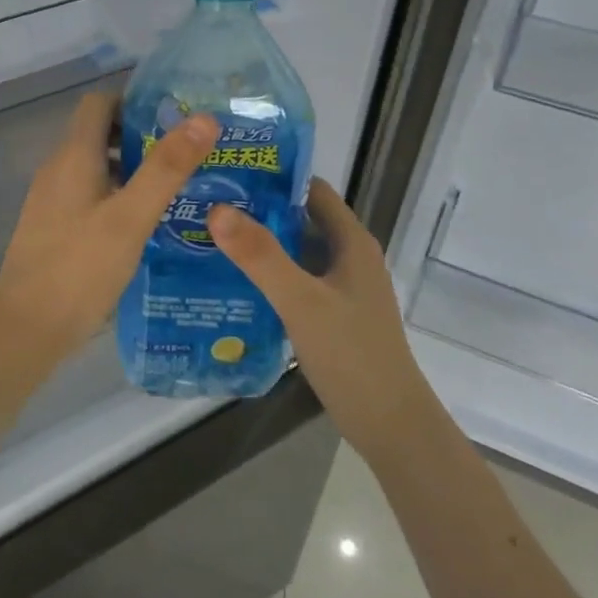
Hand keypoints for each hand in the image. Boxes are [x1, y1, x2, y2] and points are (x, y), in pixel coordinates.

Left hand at [0, 92, 217, 434]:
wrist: (25, 329)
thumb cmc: (79, 268)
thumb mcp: (131, 217)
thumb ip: (166, 168)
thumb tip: (204, 118)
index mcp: (73, 157)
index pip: (99, 103)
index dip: (134, 100)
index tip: (174, 115)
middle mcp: (58, 170)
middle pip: (98, 134)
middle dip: (140, 136)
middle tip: (186, 153)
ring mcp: (51, 201)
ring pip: (95, 167)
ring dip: (131, 168)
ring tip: (175, 187)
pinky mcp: (53, 228)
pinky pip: (88, 195)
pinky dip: (117, 196)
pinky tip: (144, 224)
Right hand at [207, 178, 436, 458]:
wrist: (389, 424)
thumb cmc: (352, 355)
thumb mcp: (301, 301)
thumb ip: (261, 256)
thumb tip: (217, 209)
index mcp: (352, 242)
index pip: (312, 191)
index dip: (274, 177)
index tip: (229, 173)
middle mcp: (349, 258)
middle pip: (301, 220)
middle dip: (259, 211)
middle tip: (207, 206)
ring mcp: (341, 289)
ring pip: (296, 254)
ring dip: (260, 245)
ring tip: (209, 239)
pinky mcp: (332, 315)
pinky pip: (295, 283)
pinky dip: (268, 277)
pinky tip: (232, 284)